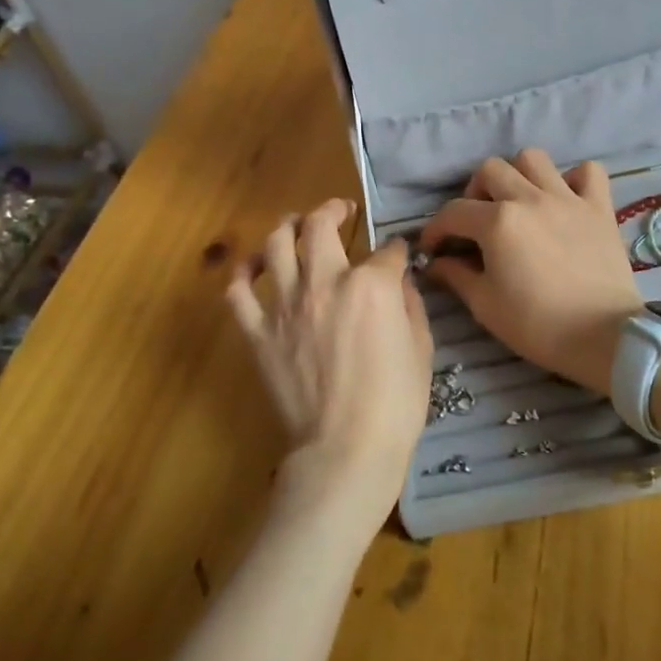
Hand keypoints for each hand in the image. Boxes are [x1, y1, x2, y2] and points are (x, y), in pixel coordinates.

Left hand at [227, 199, 432, 523]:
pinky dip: (243, 273)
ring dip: (287, 226)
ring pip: (276, 244)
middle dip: (332, 209)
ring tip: (294, 223)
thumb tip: (399, 281)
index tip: (399, 256)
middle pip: (320, 227)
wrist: (345, 451)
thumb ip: (410, 305)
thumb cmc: (395, 404)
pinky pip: (239, 293)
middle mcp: (325, 282)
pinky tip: (253, 267)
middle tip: (339, 209)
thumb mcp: (421, 349)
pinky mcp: (259, 333)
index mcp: (371, 285)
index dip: (396, 251)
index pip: (386, 252)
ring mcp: (286, 306)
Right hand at [419, 151, 642, 393]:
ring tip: (517, 202)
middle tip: (477, 222)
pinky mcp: (600, 207)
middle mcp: (530, 198)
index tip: (433, 247)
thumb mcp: (485, 306)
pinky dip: (574, 179)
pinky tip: (565, 200)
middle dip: (474, 193)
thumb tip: (436, 263)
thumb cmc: (537, 326)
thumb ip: (456, 276)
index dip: (435, 229)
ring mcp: (568, 198)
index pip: (453, 212)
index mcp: (498, 222)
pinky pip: (587, 172)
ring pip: (533, 159)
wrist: (603, 337)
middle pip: (490, 170)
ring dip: (518, 175)